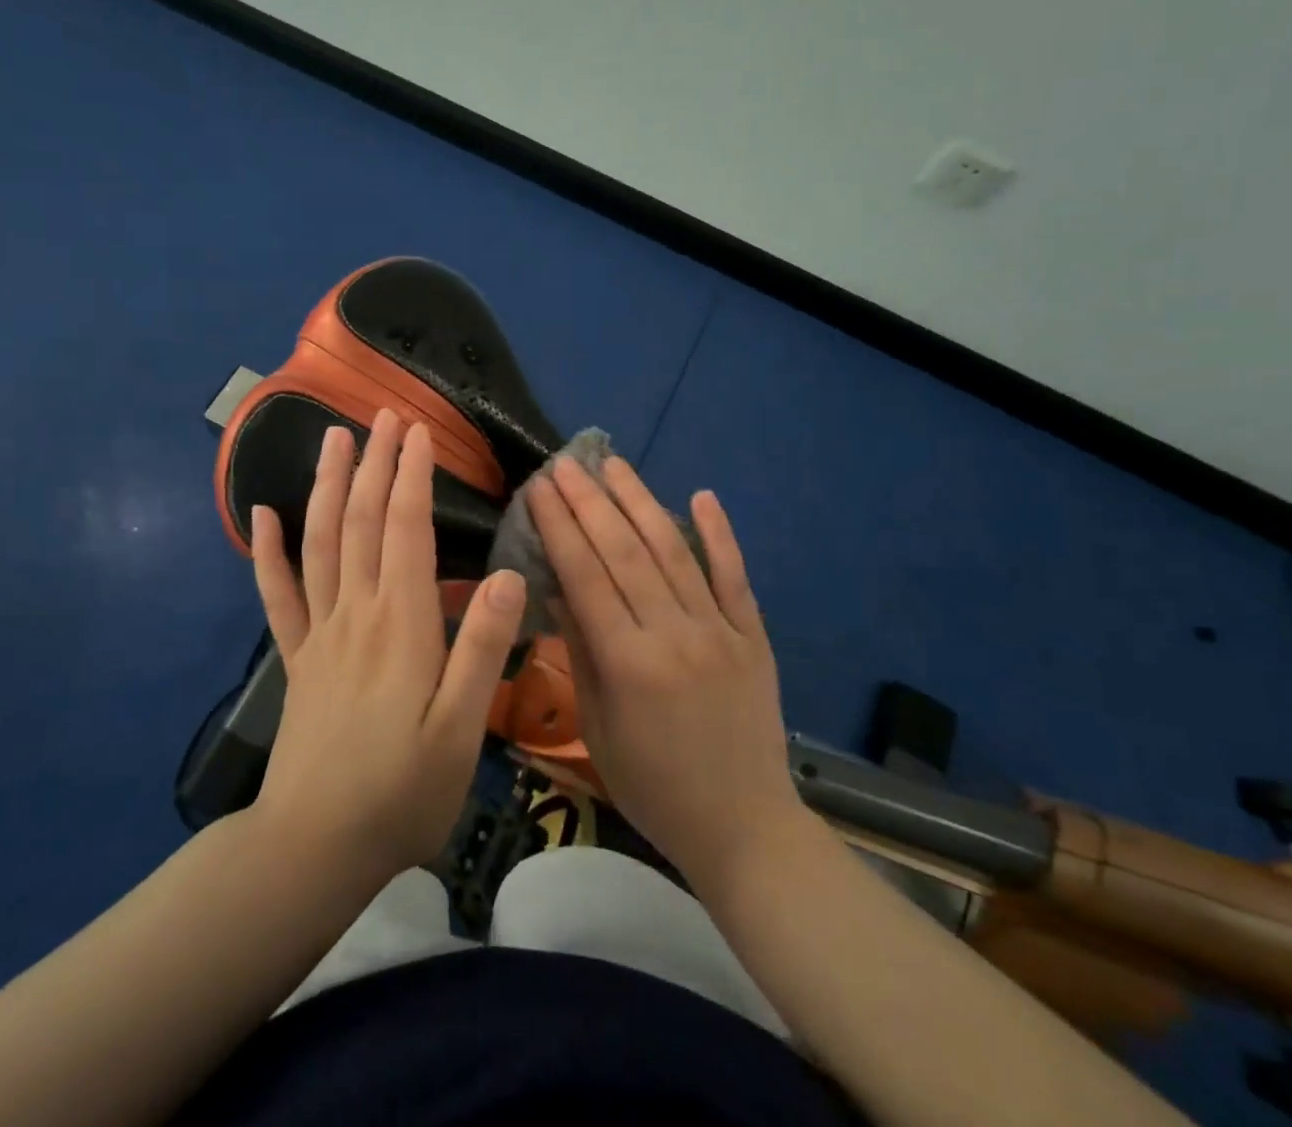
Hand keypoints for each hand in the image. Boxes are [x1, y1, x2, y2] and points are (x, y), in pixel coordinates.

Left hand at [248, 410, 526, 886]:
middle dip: (374, 463)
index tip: (419, 431)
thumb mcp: (461, 729)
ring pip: (320, 543)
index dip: (411, 476)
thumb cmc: (401, 790)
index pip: (405, 529)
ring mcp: (319, 633)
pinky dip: (267, 552)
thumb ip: (481, 648)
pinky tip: (261, 517)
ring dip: (327, 486)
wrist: (315, 847)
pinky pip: (278, 595)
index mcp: (400, 623)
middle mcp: (356, 612)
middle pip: (361, 521)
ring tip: (333, 439)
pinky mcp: (296, 658)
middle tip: (383, 415)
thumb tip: (510, 575)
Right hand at [526, 455, 803, 893]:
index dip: (559, 527)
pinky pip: (734, 574)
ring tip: (614, 464)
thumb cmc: (654, 787)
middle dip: (589, 502)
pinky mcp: (752, 633)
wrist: (744, 827)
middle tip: (565, 464)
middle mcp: (674, 634)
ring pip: (674, 550)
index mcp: (629, 663)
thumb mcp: (599, 728)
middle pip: (625, 552)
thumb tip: (557, 588)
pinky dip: (719, 533)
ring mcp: (720, 629)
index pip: (585, 576)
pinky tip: (703, 495)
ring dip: (641, 501)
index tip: (539, 489)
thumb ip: (581, 652)